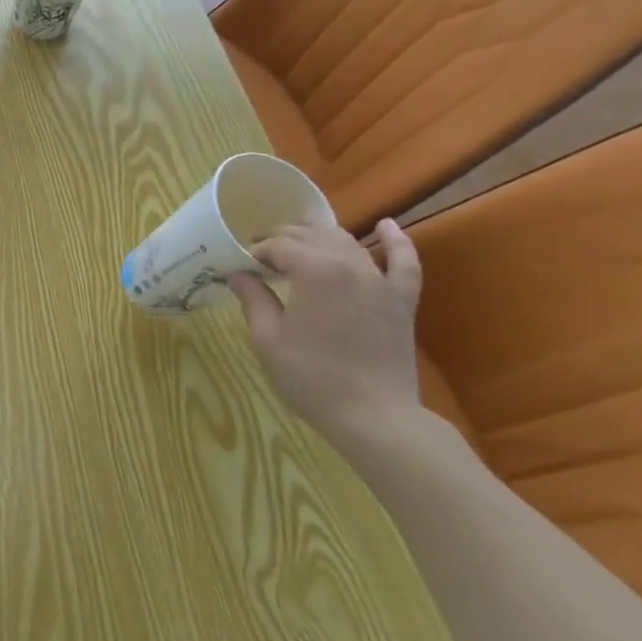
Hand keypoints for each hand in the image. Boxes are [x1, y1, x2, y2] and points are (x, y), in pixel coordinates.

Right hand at [226, 219, 437, 463]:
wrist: (373, 415)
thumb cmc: (310, 376)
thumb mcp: (268, 338)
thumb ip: (253, 298)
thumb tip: (237, 274)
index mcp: (315, 271)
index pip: (279, 246)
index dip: (256, 251)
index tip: (239, 264)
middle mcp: (351, 265)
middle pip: (312, 236)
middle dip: (282, 238)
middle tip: (259, 254)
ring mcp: (381, 282)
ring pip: (348, 243)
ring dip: (319, 236)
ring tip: (297, 242)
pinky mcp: (401, 301)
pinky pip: (404, 263)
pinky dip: (396, 241)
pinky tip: (386, 225)